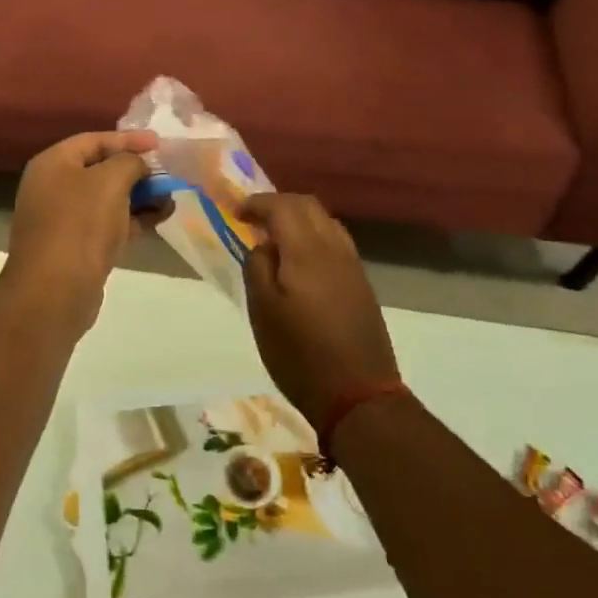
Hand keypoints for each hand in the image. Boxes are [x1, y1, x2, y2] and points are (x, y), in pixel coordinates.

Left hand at [0, 130, 159, 336]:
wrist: (55, 292)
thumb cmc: (80, 225)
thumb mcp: (110, 181)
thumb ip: (130, 162)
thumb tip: (139, 164)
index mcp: (53, 164)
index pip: (94, 140)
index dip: (129, 139)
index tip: (161, 143)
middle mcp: (53, 187)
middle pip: (101, 169)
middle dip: (137, 170)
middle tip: (169, 171)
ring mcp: (64, 219)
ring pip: (108, 199)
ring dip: (140, 196)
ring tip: (172, 196)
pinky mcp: (77, 247)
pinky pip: (109, 224)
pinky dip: (134, 219)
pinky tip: (162, 218)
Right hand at [239, 194, 398, 428]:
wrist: (358, 394)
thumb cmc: (300, 354)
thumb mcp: (262, 312)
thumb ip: (258, 268)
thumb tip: (264, 245)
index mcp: (306, 251)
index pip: (282, 206)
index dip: (256, 203)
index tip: (236, 212)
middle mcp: (334, 249)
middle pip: (308, 205)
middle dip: (279, 204)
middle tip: (254, 218)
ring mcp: (353, 266)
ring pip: (326, 222)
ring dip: (299, 218)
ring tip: (276, 237)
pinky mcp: (362, 284)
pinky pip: (336, 242)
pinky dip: (314, 236)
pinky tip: (300, 260)